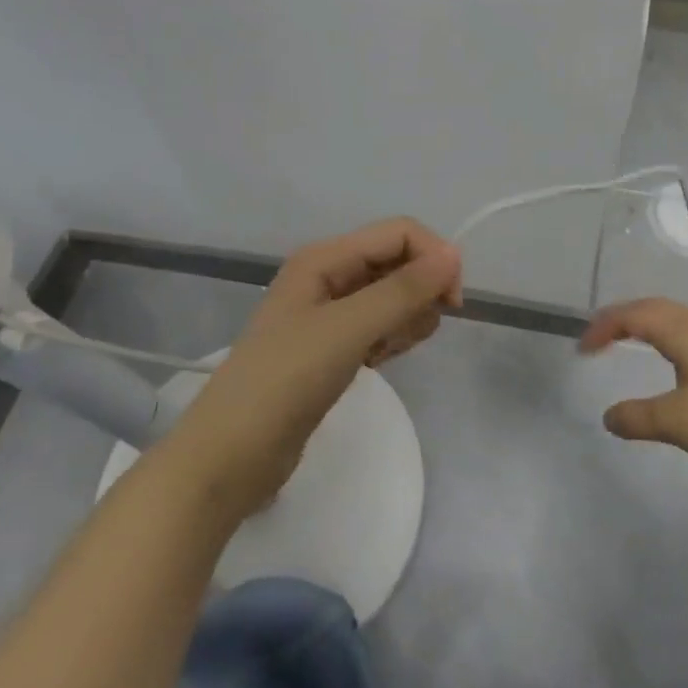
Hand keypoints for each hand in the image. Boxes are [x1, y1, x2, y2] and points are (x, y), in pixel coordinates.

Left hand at [172, 219, 461, 524]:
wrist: (232, 454)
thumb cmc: (287, 380)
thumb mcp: (349, 328)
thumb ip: (404, 290)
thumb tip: (454, 254)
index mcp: (325, 257)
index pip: (400, 234)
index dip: (433, 259)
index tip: (452, 305)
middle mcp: (328, 276)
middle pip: (398, 263)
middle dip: (418, 294)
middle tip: (405, 334)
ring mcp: (329, 313)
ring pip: (393, 298)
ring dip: (405, 321)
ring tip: (383, 353)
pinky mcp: (333, 347)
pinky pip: (380, 327)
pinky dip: (389, 340)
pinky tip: (376, 364)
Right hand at [578, 298, 687, 489]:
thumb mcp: (678, 422)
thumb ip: (638, 417)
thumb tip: (608, 416)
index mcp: (683, 330)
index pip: (632, 315)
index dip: (603, 327)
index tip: (581, 350)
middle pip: (652, 308)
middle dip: (620, 318)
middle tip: (596, 339)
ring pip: (673, 318)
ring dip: (644, 324)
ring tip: (625, 342)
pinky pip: (687, 332)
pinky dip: (663, 336)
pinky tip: (669, 361)